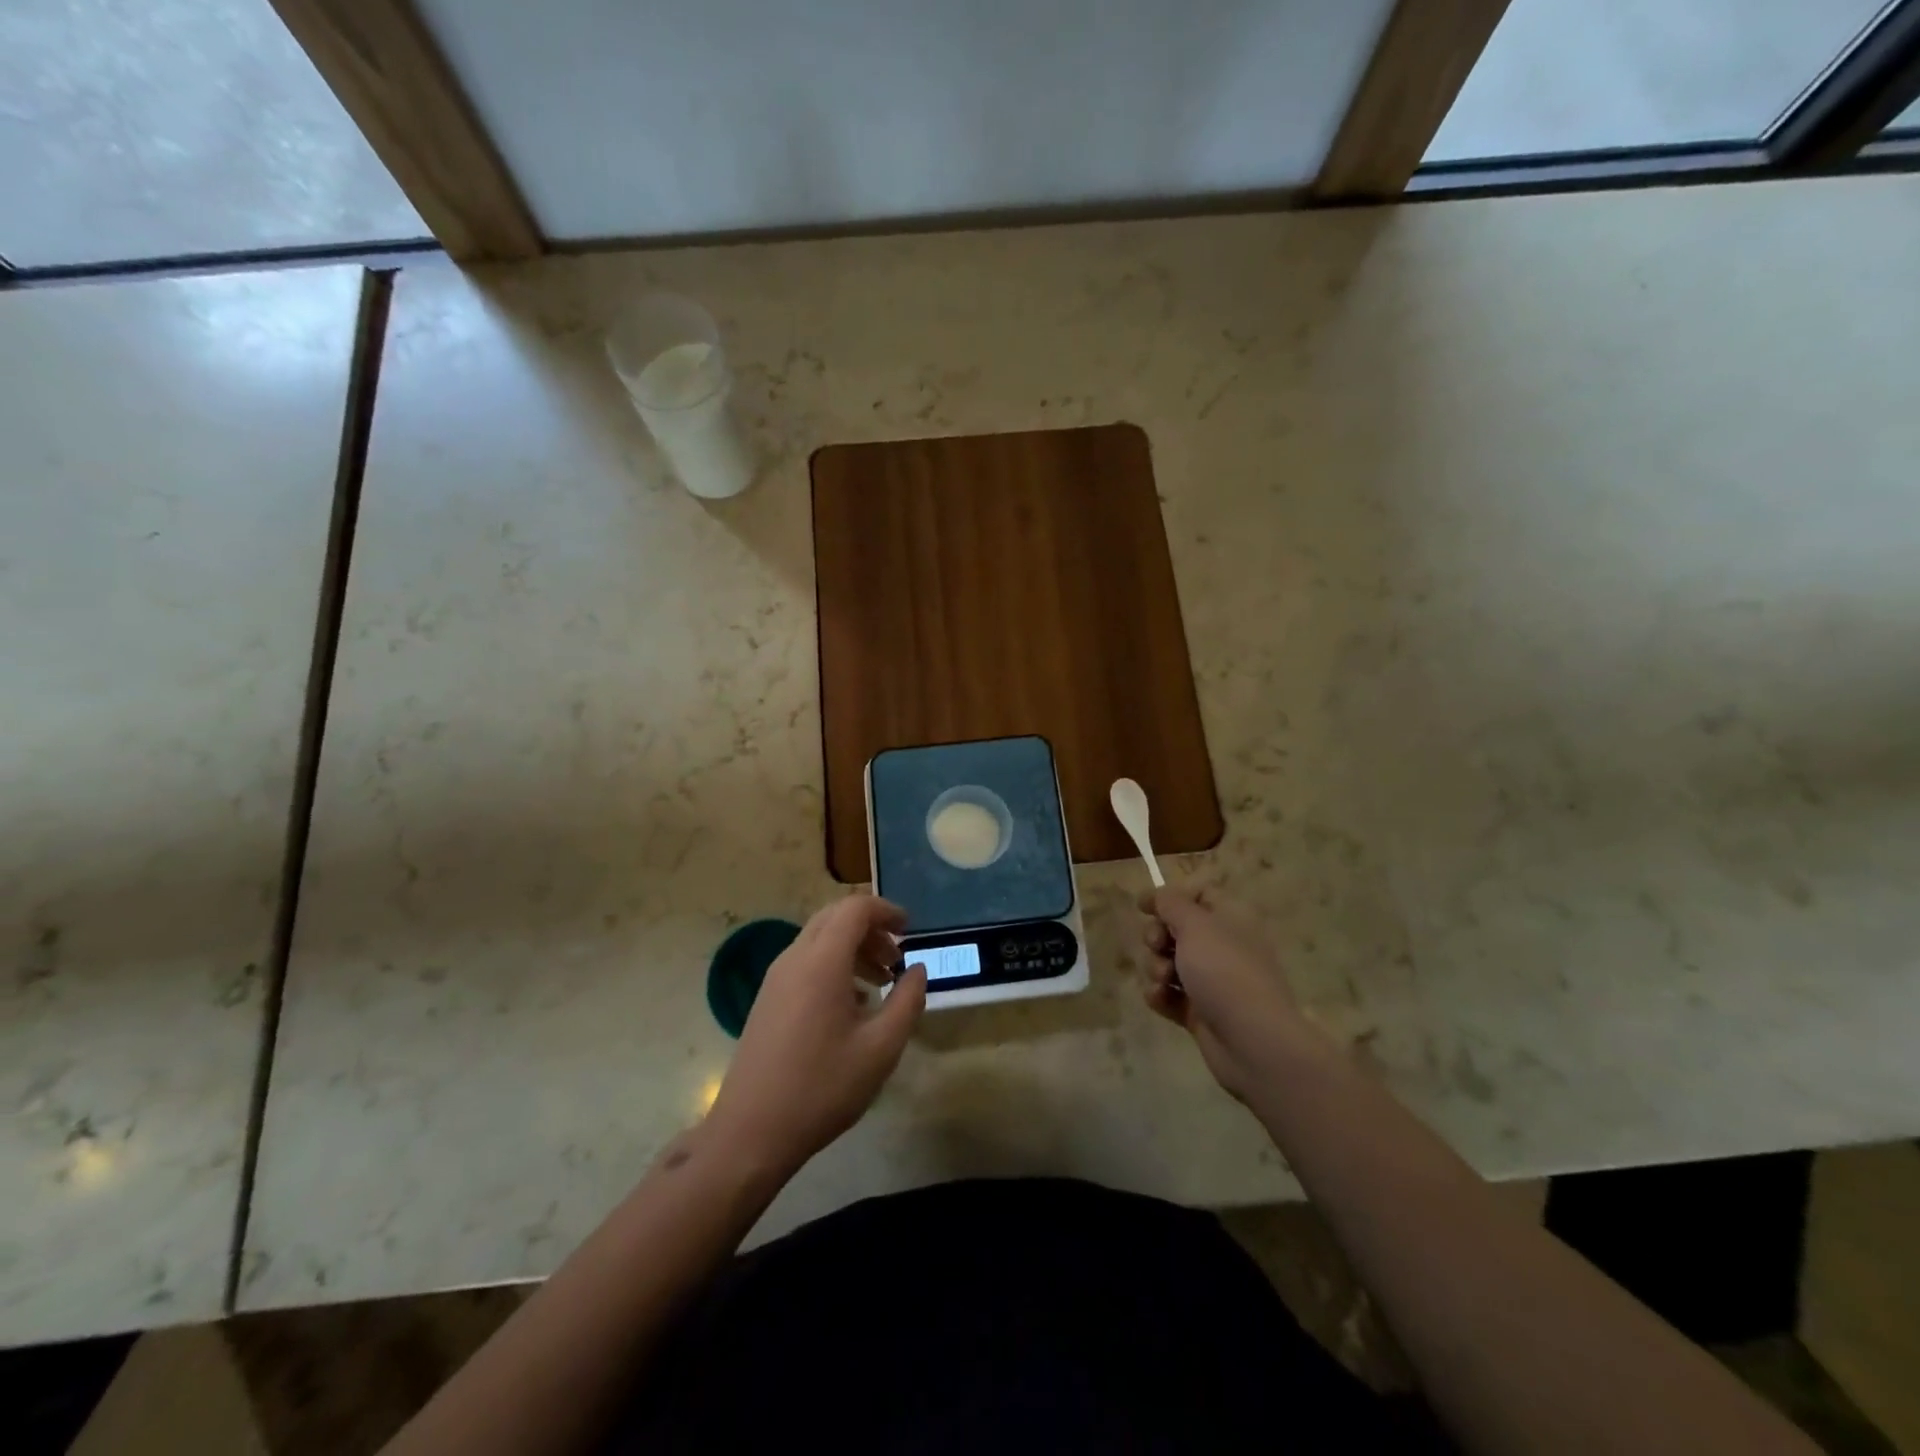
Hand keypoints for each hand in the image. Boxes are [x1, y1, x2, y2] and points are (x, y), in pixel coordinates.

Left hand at [705, 895, 926, 1178]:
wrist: (751, 1132)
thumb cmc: (822, 1088)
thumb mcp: (881, 1048)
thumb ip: (907, 1001)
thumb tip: (917, 970)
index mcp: (822, 962)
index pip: (855, 908)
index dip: (887, 910)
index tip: (911, 930)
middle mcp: (794, 959)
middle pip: (835, 917)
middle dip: (871, 927)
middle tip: (897, 957)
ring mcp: (776, 978)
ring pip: (819, 939)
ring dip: (853, 947)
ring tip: (881, 982)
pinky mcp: (768, 999)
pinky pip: (805, 962)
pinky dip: (834, 965)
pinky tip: (852, 1004)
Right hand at [1138, 886, 1305, 1100]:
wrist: (1253, 1042)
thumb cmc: (1224, 971)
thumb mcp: (1195, 925)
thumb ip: (1170, 903)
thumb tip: (1157, 894)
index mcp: (1231, 919)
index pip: (1199, 895)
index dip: (1170, 898)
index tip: (1143, 907)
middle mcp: (1223, 946)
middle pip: (1176, 929)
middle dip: (1157, 936)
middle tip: (1157, 945)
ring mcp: (1212, 981)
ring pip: (1169, 962)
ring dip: (1155, 967)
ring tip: (1163, 980)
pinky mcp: (1200, 1011)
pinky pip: (1169, 994)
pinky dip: (1160, 995)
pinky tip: (1160, 999)